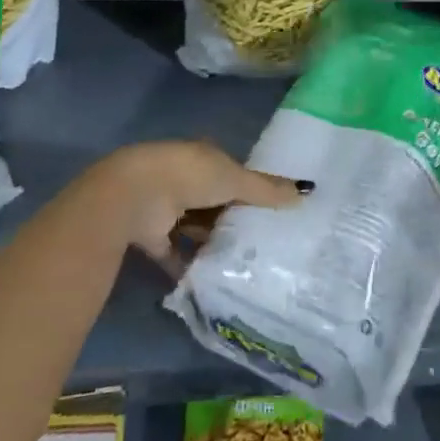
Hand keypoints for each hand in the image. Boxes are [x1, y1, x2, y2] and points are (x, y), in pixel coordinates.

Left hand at [81, 140, 308, 274]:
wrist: (134, 196)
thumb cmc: (189, 176)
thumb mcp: (234, 179)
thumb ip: (266, 190)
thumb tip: (305, 193)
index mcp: (204, 158)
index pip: (231, 173)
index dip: (249, 189)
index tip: (270, 211)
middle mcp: (184, 180)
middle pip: (214, 202)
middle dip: (231, 219)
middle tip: (261, 242)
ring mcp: (165, 208)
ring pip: (194, 227)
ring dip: (210, 242)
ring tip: (241, 264)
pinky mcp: (151, 236)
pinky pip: (174, 254)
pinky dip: (187, 266)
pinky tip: (209, 282)